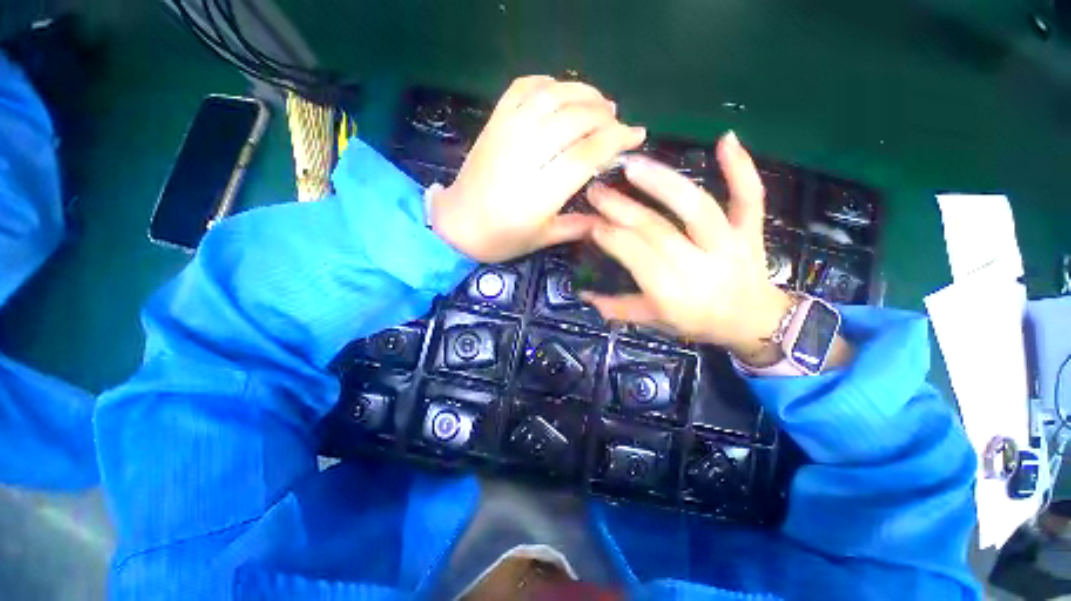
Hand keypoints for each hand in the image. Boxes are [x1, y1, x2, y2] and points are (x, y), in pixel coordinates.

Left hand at [430, 76, 646, 262]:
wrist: (456, 225)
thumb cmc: (501, 239)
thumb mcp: (541, 240)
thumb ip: (577, 227)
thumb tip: (608, 217)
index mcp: (539, 193)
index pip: (586, 154)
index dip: (616, 140)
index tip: (637, 135)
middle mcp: (524, 156)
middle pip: (573, 119)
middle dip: (604, 115)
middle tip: (617, 122)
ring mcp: (506, 134)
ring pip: (551, 96)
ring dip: (582, 92)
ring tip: (600, 102)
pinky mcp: (493, 123)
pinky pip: (522, 88)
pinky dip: (547, 83)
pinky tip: (561, 92)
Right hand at [581, 132, 792, 360]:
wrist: (753, 322)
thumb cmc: (698, 323)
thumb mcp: (654, 322)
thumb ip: (618, 309)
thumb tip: (583, 295)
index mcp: (672, 294)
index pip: (634, 256)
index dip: (610, 236)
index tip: (590, 221)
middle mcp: (699, 266)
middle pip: (656, 229)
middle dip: (621, 208)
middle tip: (596, 190)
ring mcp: (729, 245)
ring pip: (696, 207)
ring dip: (662, 182)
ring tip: (632, 165)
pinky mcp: (750, 231)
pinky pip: (750, 197)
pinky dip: (741, 167)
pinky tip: (726, 139)